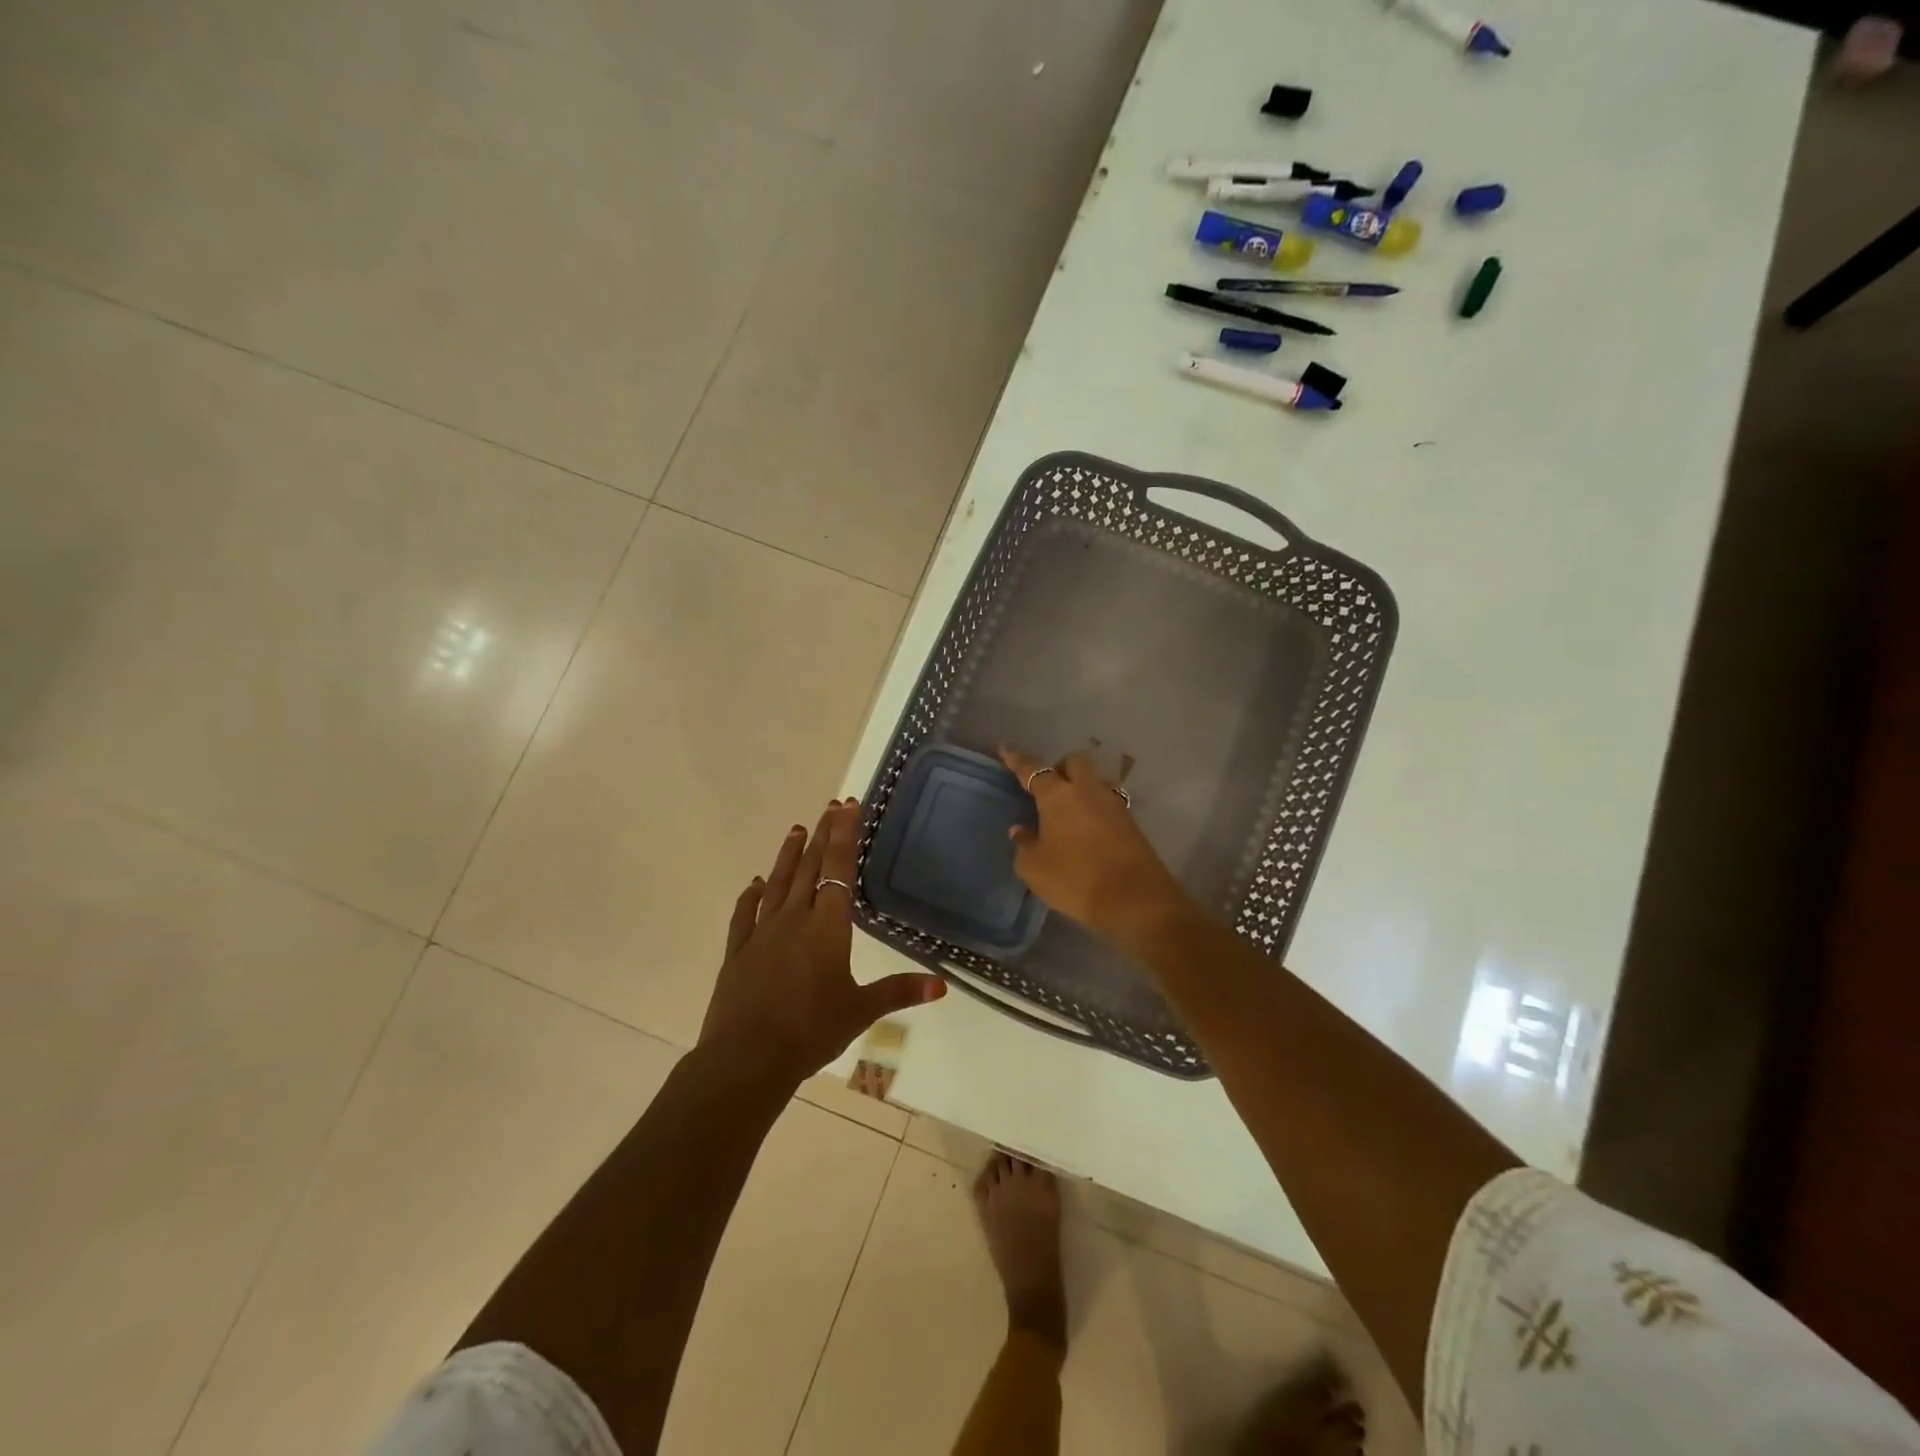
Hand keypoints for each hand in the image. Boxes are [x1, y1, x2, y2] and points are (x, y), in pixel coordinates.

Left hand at [698, 799, 945, 1086]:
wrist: (747, 1059)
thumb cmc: (810, 1032)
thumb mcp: (860, 1012)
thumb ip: (899, 992)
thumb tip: (942, 985)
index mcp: (827, 928)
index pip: (838, 870)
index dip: (845, 836)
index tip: (848, 807)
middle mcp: (794, 919)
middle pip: (809, 867)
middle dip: (822, 835)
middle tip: (829, 807)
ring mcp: (762, 933)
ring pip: (777, 883)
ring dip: (788, 855)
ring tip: (796, 829)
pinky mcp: (738, 951)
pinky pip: (745, 914)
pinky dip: (751, 895)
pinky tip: (755, 884)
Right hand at [997, 747, 1189, 947]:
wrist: (1134, 898)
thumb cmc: (1074, 878)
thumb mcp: (1034, 868)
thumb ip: (1024, 845)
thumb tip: (1021, 831)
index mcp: (1057, 795)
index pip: (1032, 769)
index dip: (1017, 759)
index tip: (1006, 749)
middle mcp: (1087, 790)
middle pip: (1074, 762)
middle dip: (1060, 768)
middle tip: (1049, 788)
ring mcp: (1113, 804)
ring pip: (1095, 782)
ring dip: (1081, 789)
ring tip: (1070, 813)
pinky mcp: (1131, 823)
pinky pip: (1107, 805)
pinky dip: (1095, 810)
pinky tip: (1087, 830)